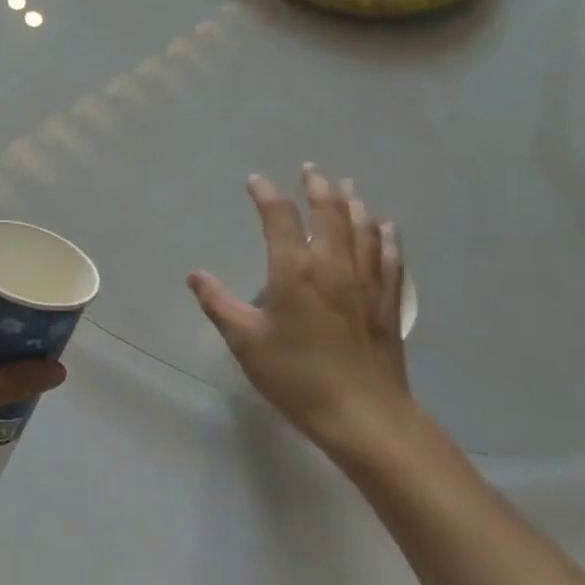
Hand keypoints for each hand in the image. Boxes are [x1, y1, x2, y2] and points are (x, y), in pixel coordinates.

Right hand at [188, 165, 412, 451]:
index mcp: (294, 271)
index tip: (256, 182)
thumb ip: (218, 304)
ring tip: (346, 185)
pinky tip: (386, 226)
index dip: (266, 195)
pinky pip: (389, 257)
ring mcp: (366, 281)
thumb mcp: (245, 342)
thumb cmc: (296, 376)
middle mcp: (333, 265)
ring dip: (352, 203)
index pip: (279, 218)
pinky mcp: (387, 302)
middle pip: (329, 212)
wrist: (362, 415)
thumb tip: (195, 276)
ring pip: (363, 228)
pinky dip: (386, 236)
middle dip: (317, 187)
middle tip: (310, 170)